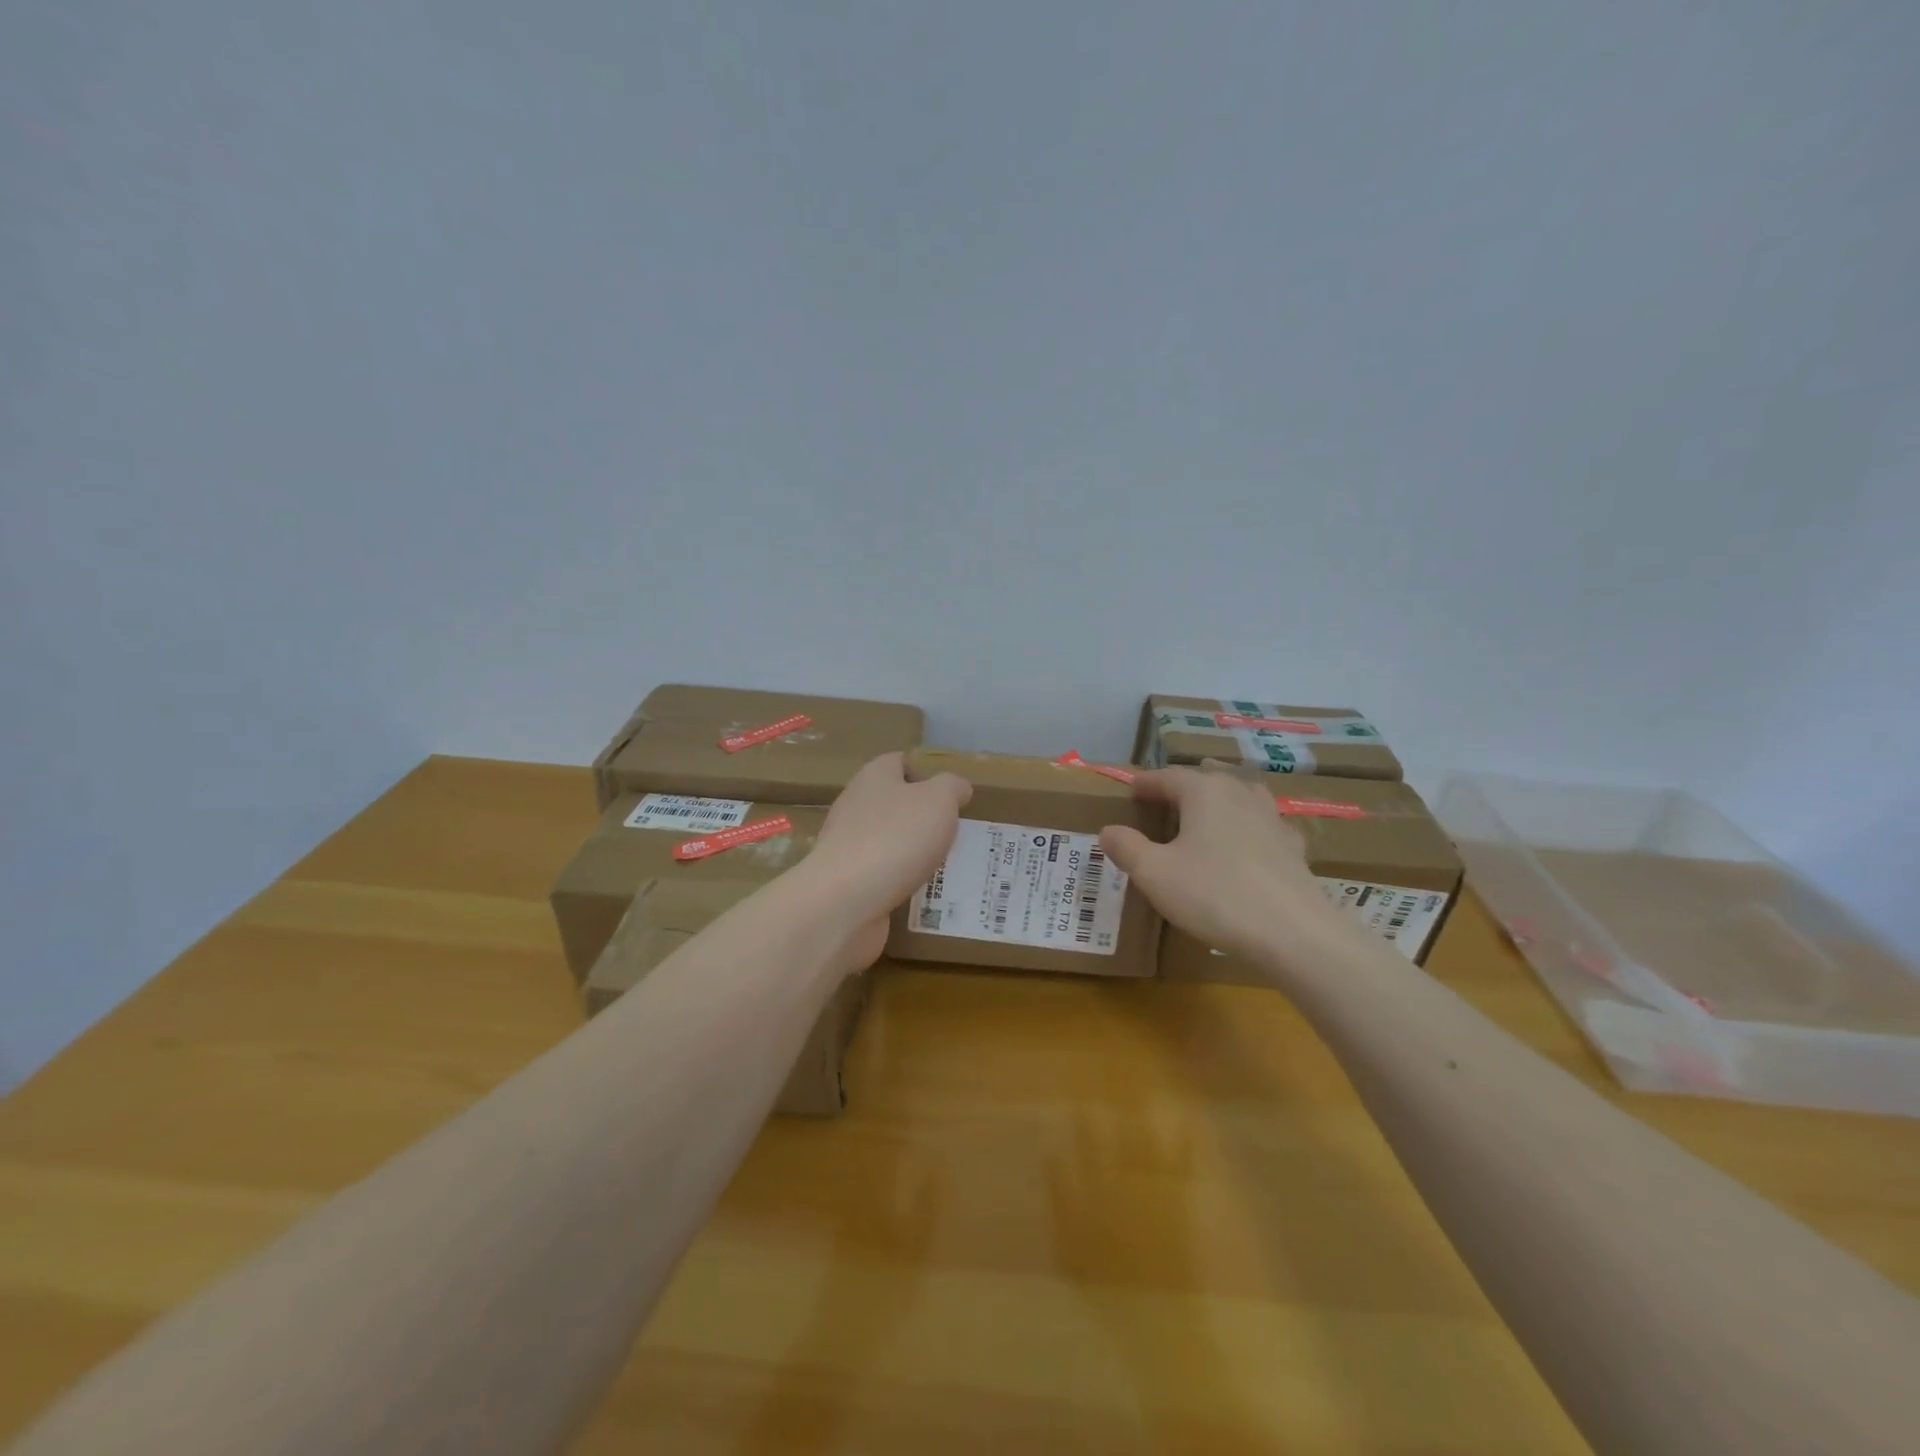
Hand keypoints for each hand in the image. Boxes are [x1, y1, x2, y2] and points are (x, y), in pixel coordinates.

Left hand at [805, 753, 971, 965]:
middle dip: (924, 818)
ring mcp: (847, 846)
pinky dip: (902, 883)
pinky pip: (883, 877)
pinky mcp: (847, 882)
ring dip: (915, 854)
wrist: (845, 902)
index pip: (899, 762)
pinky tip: (925, 896)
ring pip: (890, 842)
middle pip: (894, 804)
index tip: (951, 794)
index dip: (925, 772)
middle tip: (957, 833)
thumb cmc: (896, 838)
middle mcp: (855, 807)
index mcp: (874, 777)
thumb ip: (952, 788)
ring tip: (948, 867)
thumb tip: (957, 787)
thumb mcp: (939, 800)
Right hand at [1100, 765, 1350, 976]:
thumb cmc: (1214, 895)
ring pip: (1242, 794)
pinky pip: (1265, 824)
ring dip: (1221, 797)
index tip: (1131, 789)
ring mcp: (1272, 818)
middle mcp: (1239, 793)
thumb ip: (1127, 848)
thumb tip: (1108, 830)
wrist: (1293, 932)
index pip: (1168, 776)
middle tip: (1166, 795)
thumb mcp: (1155, 874)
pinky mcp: (1293, 847)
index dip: (1146, 782)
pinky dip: (1250, 825)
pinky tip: (1251, 840)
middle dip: (1185, 784)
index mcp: (1204, 792)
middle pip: (1208, 777)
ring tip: (1210, 804)